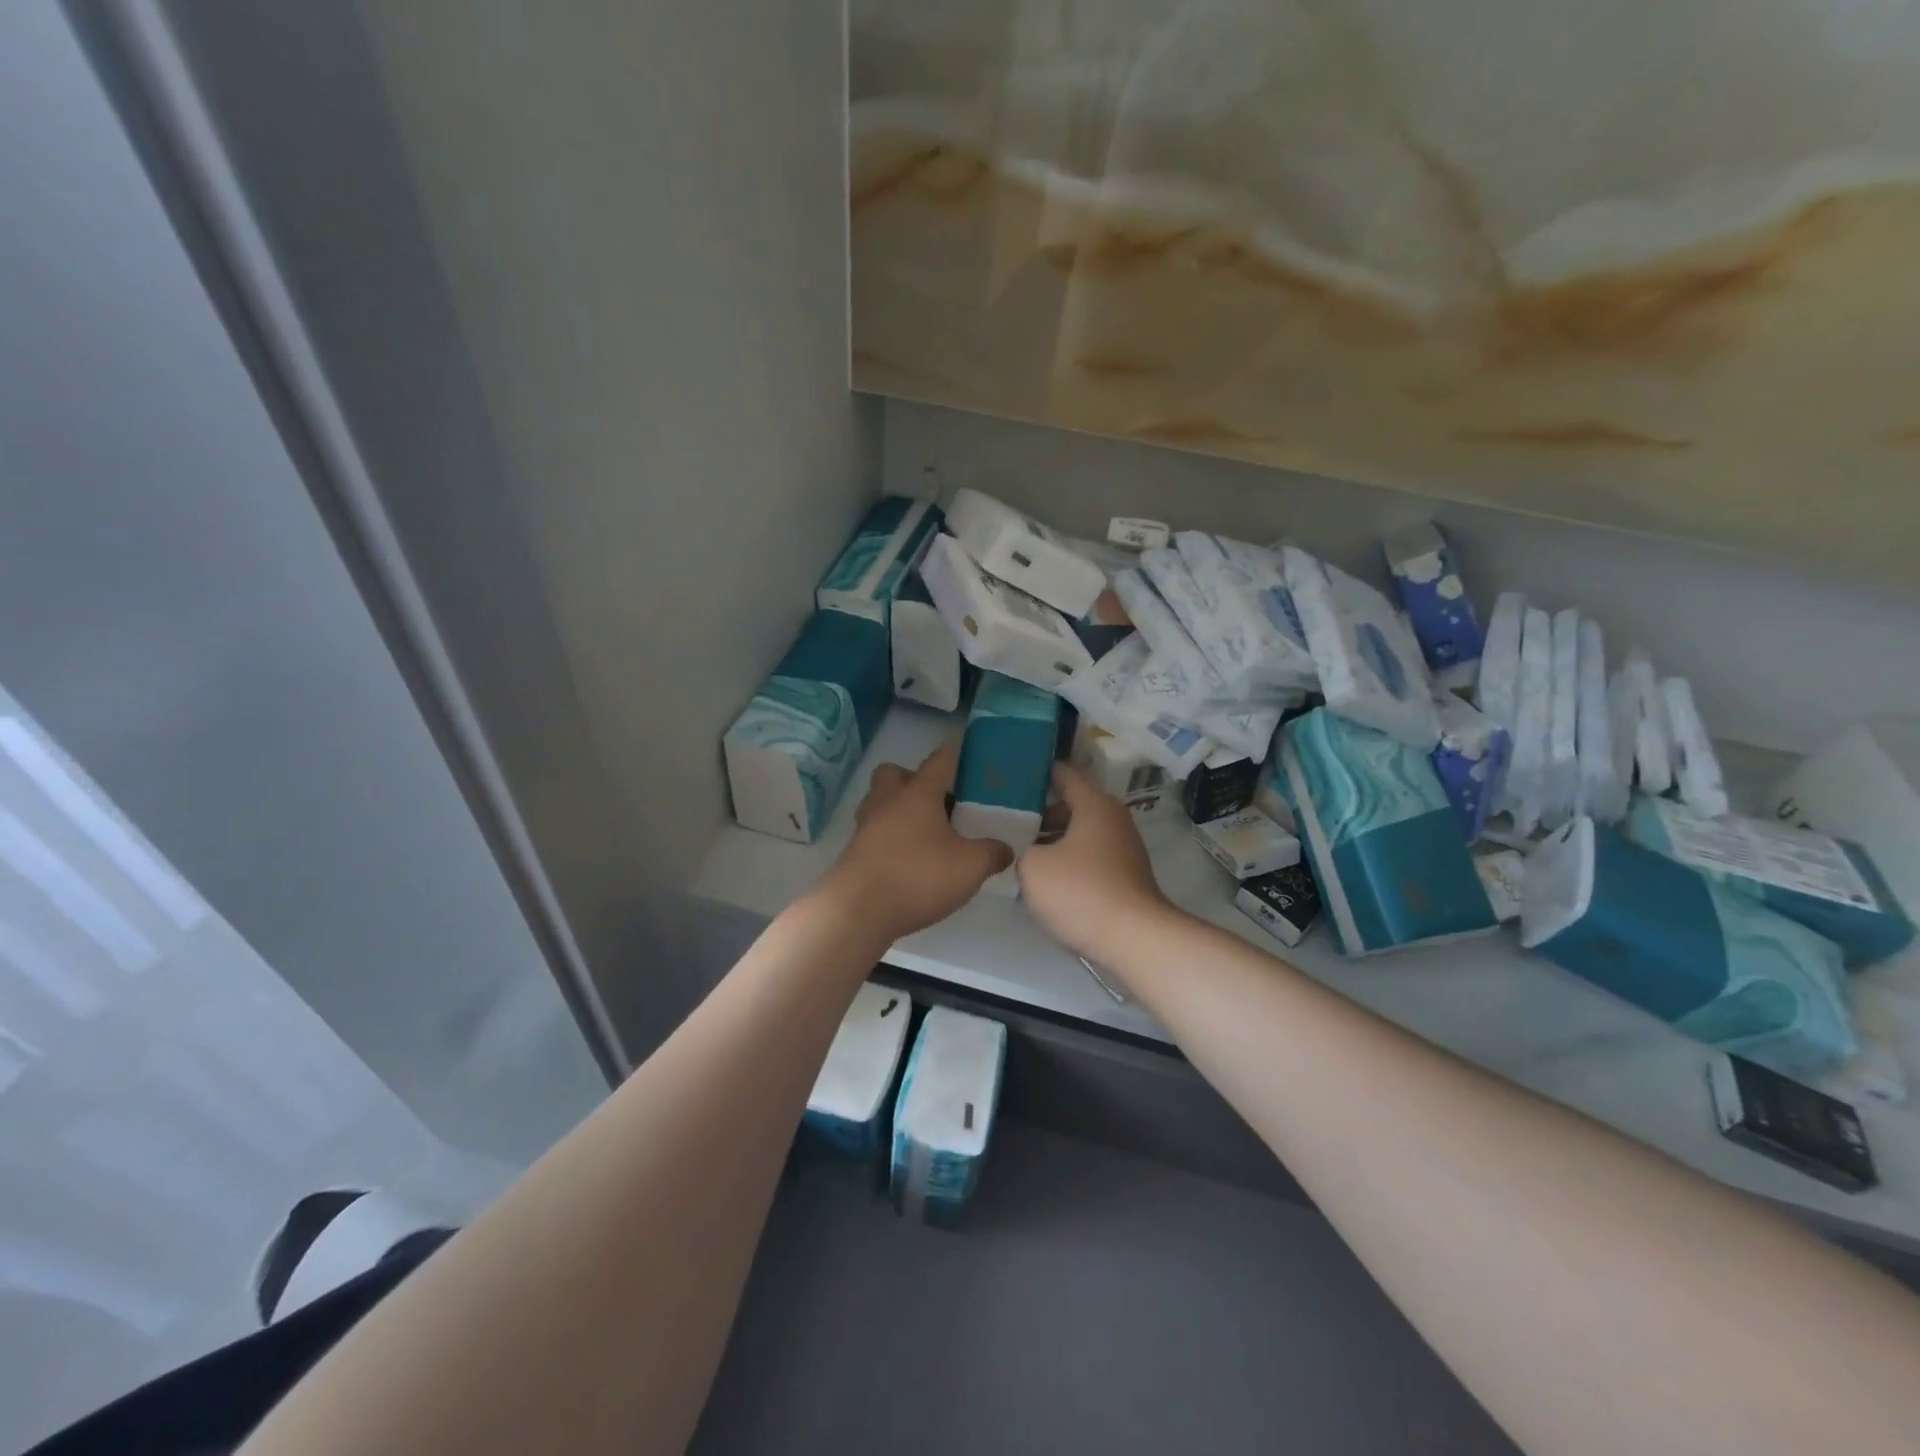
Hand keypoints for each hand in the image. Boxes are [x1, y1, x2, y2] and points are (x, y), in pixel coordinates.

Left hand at [824, 743, 1013, 942]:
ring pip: (880, 802)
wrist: (857, 911)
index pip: (938, 760)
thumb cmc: (918, 876)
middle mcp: (887, 801)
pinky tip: (908, 861)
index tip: (964, 752)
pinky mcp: (853, 853)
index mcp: (918, 793)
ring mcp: (865, 826)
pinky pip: (874, 833)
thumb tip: (1005, 849)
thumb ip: (992, 854)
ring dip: (898, 810)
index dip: (953, 754)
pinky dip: (889, 840)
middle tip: (936, 802)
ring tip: (924, 834)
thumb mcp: (970, 866)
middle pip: (893, 773)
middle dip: (912, 780)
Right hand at [1018, 762, 1175, 964]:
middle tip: (1011, 819)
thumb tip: (1030, 852)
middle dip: (1044, 812)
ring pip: (1083, 834)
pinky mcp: (1127, 876)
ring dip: (1056, 839)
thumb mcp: (1033, 867)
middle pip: (1074, 806)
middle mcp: (1114, 819)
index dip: (1043, 772)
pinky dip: (1071, 860)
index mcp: (1095, 805)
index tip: (1019, 772)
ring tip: (1024, 851)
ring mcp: (1125, 849)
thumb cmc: (1080, 891)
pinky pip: (1091, 857)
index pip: (1066, 776)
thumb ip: (1023, 850)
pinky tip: (1048, 878)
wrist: (1133, 938)